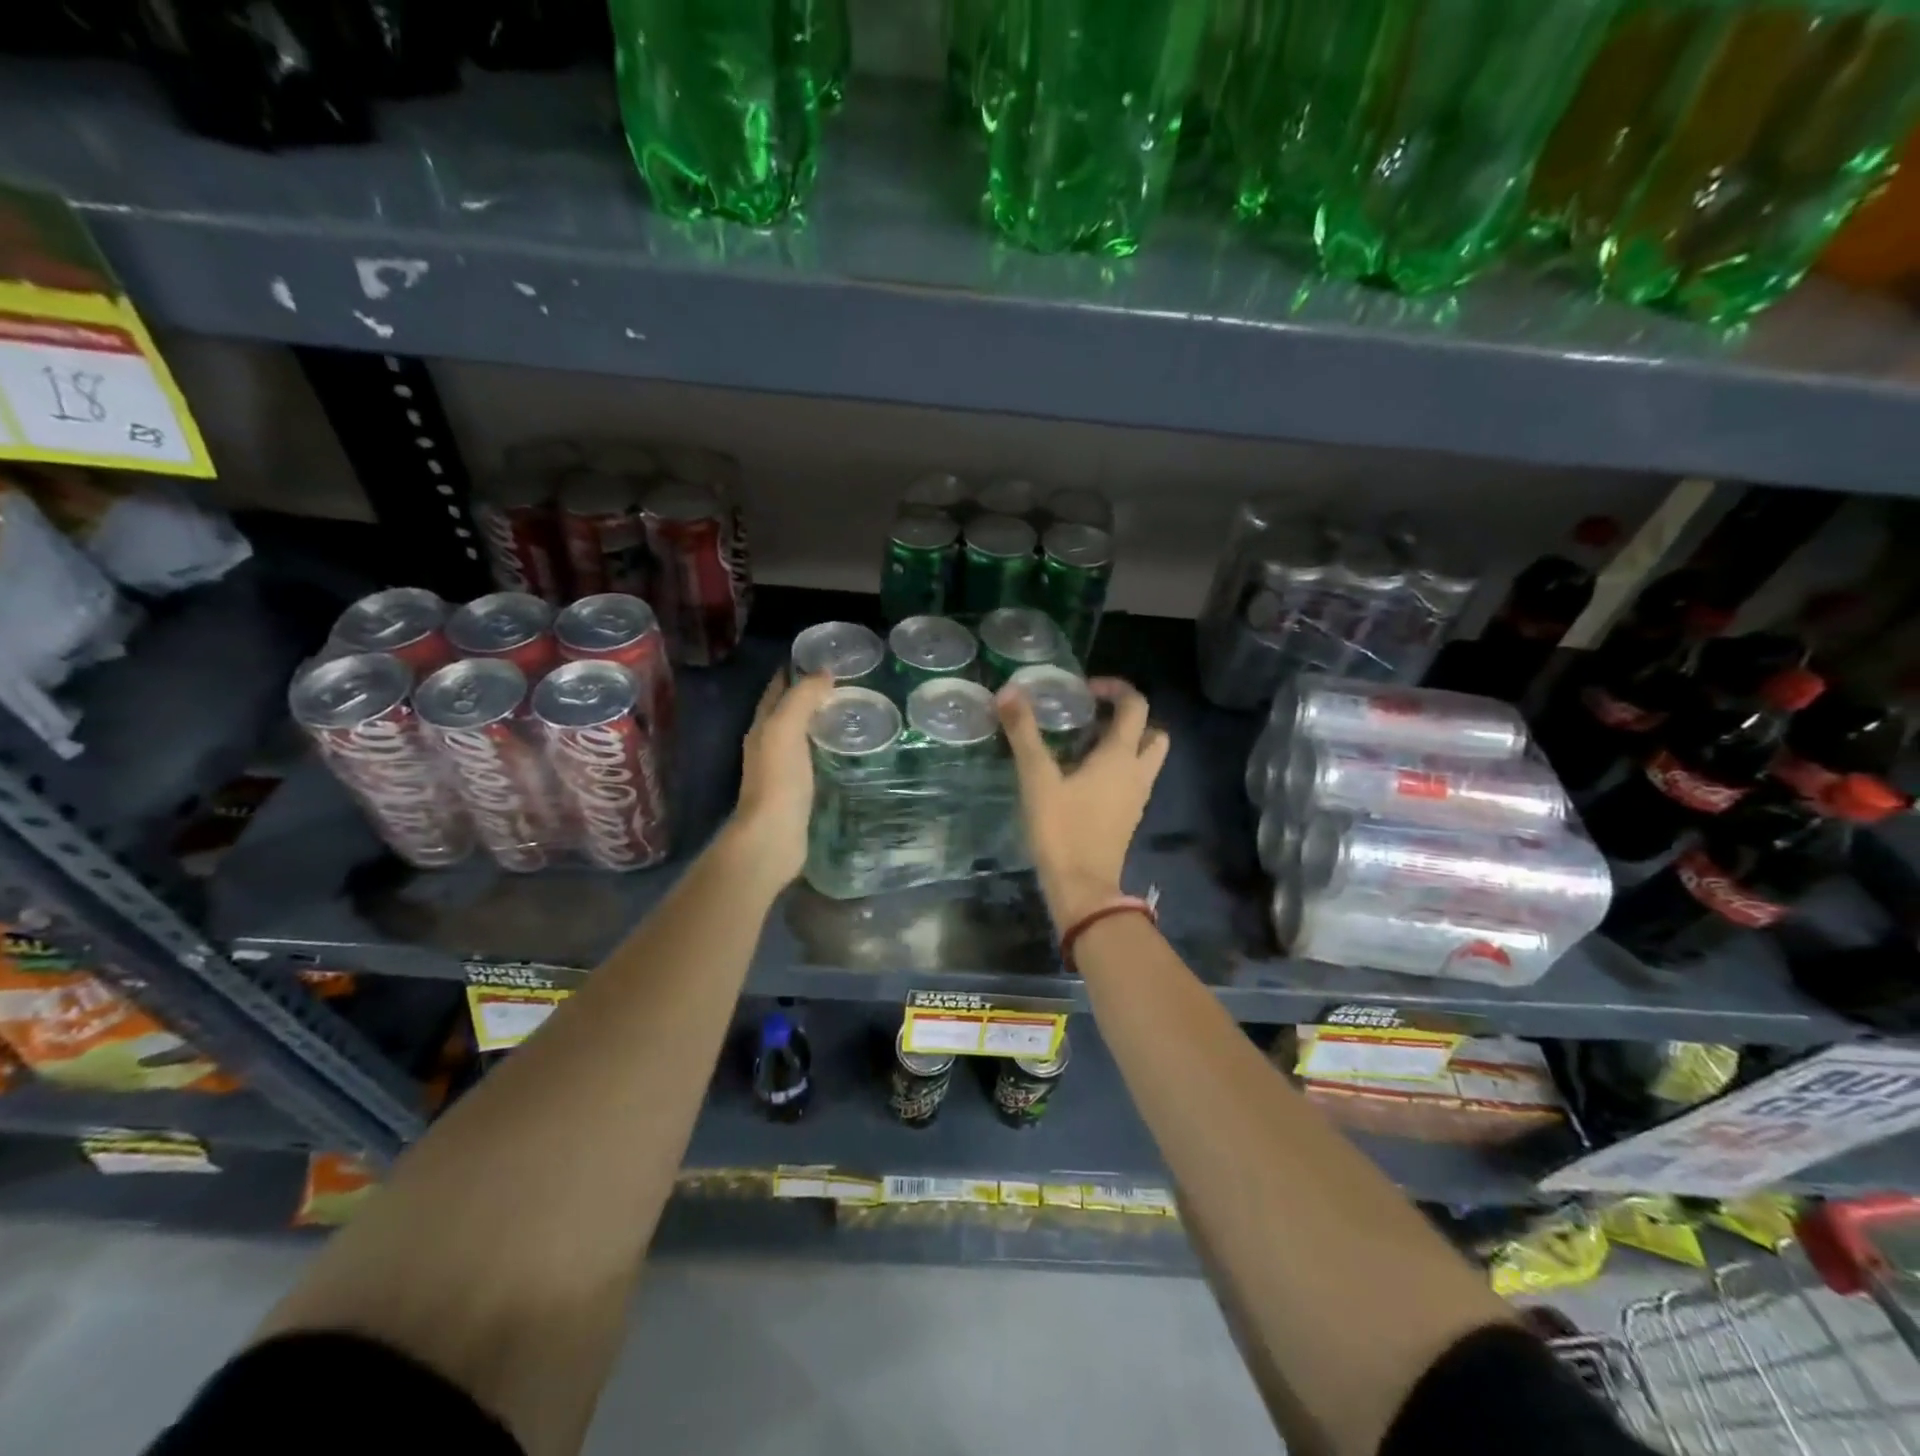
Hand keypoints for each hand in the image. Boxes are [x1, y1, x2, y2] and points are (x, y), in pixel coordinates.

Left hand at [728, 671, 834, 885]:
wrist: (773, 835)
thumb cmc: (778, 779)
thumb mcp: (786, 728)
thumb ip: (802, 698)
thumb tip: (823, 673)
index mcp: (762, 726)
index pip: (777, 688)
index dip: (795, 669)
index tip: (824, 656)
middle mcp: (768, 743)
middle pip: (788, 710)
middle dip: (809, 693)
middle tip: (845, 681)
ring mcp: (782, 768)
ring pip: (801, 733)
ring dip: (819, 720)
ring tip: (851, 709)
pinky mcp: (798, 789)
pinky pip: (813, 756)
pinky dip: (826, 745)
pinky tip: (846, 747)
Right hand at [998, 677, 1168, 928]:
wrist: (1083, 888)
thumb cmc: (1062, 829)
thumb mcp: (1037, 778)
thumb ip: (1024, 733)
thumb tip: (1009, 690)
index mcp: (1120, 756)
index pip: (1135, 706)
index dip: (1115, 688)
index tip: (1085, 689)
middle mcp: (1137, 772)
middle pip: (1153, 732)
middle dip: (1129, 718)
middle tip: (1093, 717)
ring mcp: (1136, 797)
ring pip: (1145, 758)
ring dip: (1125, 743)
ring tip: (1083, 744)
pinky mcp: (1128, 817)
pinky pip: (1133, 780)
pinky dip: (1118, 768)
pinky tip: (1082, 776)